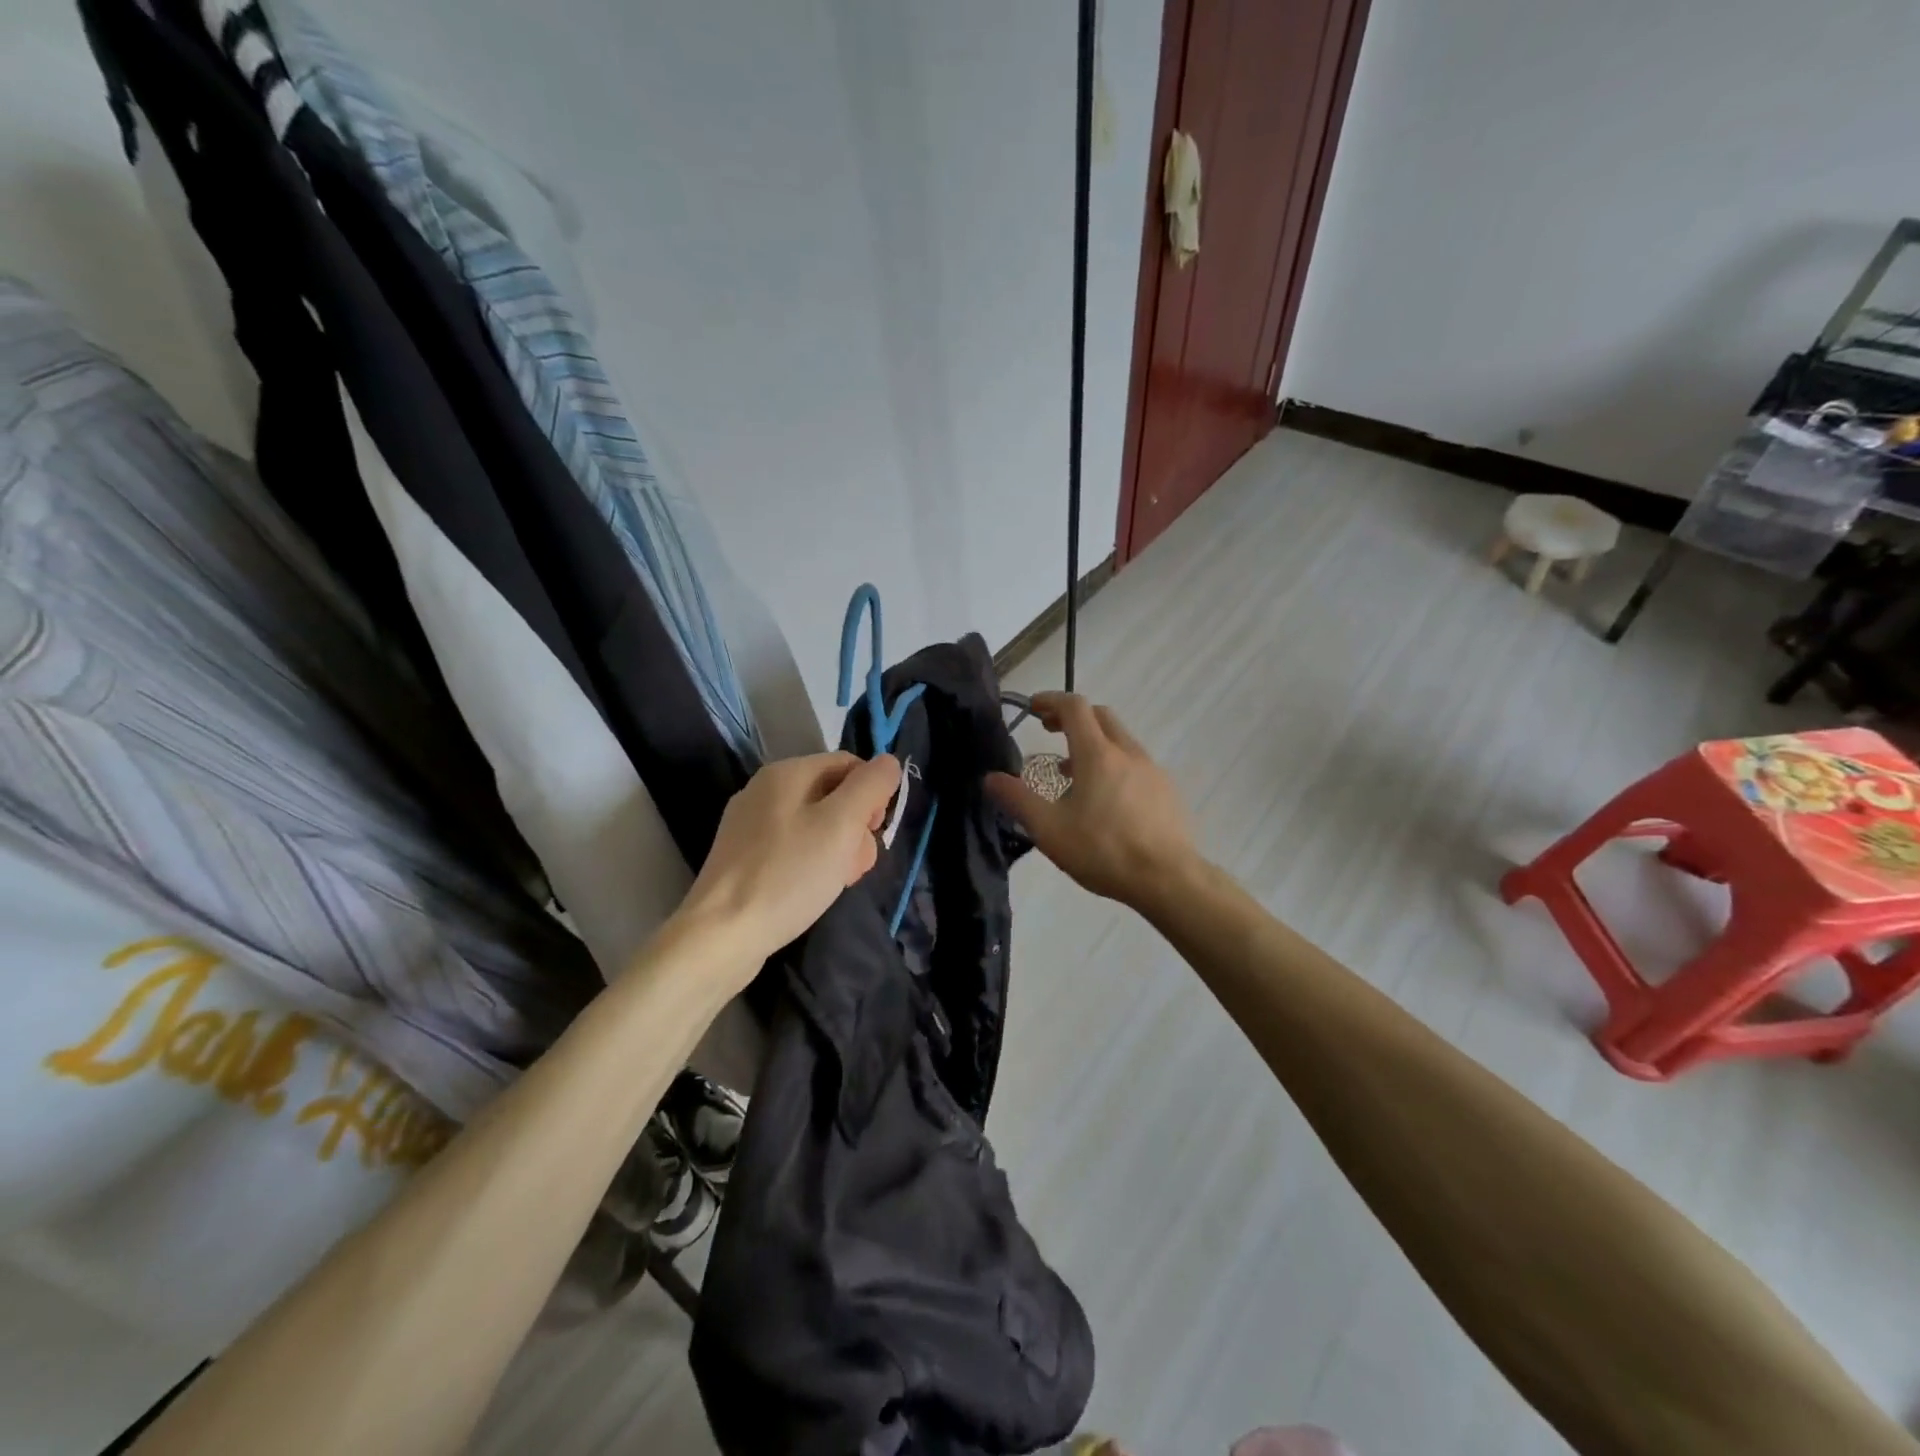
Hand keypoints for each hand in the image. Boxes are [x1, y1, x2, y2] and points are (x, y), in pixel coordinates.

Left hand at [678, 751, 902, 973]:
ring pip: (816, 824)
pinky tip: (813, 890)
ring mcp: (750, 824)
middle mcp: (765, 790)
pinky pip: (793, 847)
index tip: (875, 832)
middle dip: (856, 827)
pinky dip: (812, 863)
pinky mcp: (744, 856)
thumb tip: (888, 762)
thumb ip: (870, 786)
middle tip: (857, 865)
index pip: (849, 764)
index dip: (872, 794)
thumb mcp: (841, 825)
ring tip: (838, 882)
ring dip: (839, 849)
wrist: (722, 935)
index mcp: (786, 772)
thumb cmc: (789, 874)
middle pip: (833, 795)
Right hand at [986, 692, 1199, 906]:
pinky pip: (1136, 764)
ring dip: (1093, 743)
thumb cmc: (1103, 850)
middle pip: (1101, 716)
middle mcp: (1128, 752)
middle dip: (1073, 717)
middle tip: (1051, 732)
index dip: (1051, 700)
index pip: (1074, 707)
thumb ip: (1017, 800)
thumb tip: (990, 778)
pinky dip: (1114, 764)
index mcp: (1097, 754)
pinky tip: (1106, 800)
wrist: (1168, 880)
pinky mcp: (1167, 791)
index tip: (1033, 707)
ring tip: (1072, 772)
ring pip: (1120, 740)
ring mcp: (1153, 770)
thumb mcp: (1049, 829)